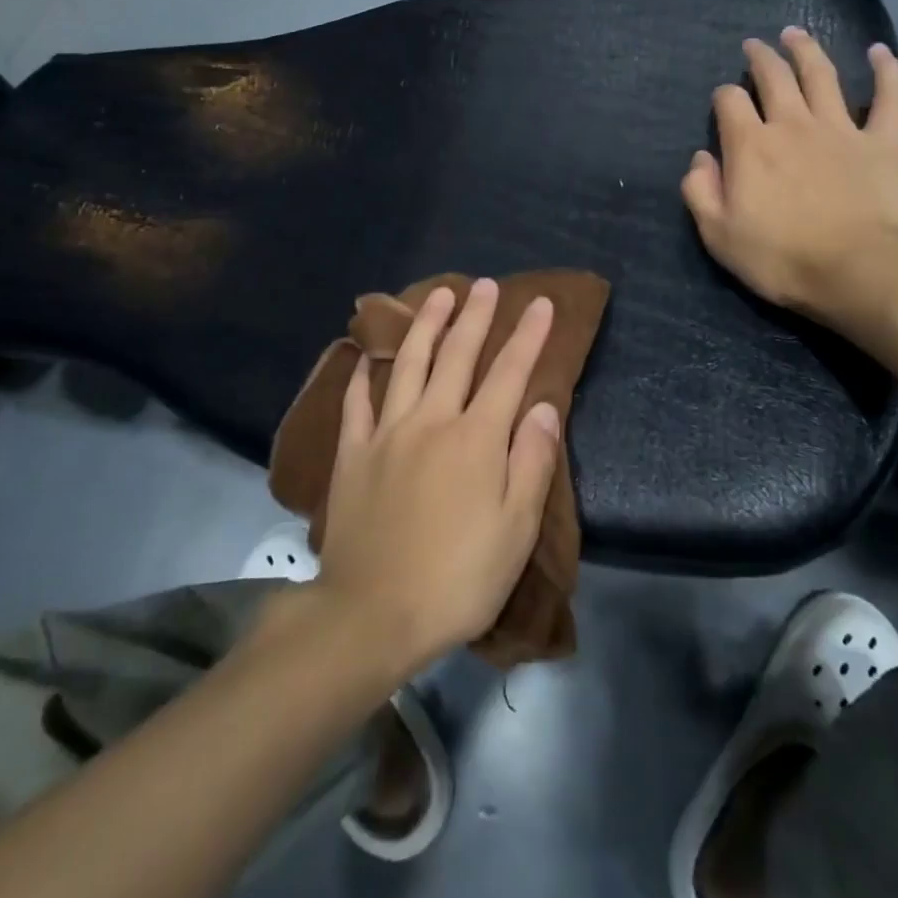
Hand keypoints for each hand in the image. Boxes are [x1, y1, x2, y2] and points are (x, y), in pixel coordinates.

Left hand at [315, 279, 561, 676]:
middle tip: (486, 285)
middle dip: (476, 317)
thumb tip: (544, 407)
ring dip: (426, 325)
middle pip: (457, 356)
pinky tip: (367, 353)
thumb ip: (530, 461)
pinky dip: (364, 372)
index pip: (509, 373)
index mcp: (476, 439)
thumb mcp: (515, 529)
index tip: (541, 304)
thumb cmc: (457, 578)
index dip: (528, 336)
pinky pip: (358, 401)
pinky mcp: (353, 452)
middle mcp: (431, 420)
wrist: (373, 612)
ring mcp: (387, 432)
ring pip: (409, 363)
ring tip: (439, 295)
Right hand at [682, 27, 897, 339]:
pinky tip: (878, 51)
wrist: (860, 271)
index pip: (729, 102)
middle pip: (773, 76)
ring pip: (822, 74)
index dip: (723, 96)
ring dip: (806, 49)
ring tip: (795, 33)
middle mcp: (792, 124)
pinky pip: (889, 95)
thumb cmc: (782, 258)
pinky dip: (886, 69)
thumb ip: (700, 192)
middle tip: (755, 46)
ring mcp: (841, 128)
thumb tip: (700, 159)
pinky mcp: (884, 140)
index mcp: (750, 145)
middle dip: (760, 57)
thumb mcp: (718, 235)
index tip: (723, 101)